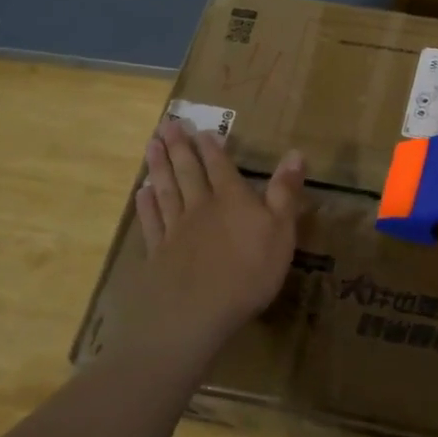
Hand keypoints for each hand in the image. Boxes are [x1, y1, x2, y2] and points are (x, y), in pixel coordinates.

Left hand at [106, 120, 305, 363]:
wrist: (196, 312)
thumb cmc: (248, 272)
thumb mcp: (281, 231)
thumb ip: (285, 192)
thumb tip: (296, 153)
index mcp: (232, 199)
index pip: (220, 166)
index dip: (211, 148)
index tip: (200, 129)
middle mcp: (201, 207)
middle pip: (188, 172)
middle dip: (179, 147)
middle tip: (167, 124)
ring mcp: (176, 230)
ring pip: (166, 190)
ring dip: (159, 167)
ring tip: (151, 145)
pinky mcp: (159, 253)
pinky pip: (152, 222)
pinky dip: (146, 205)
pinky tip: (141, 193)